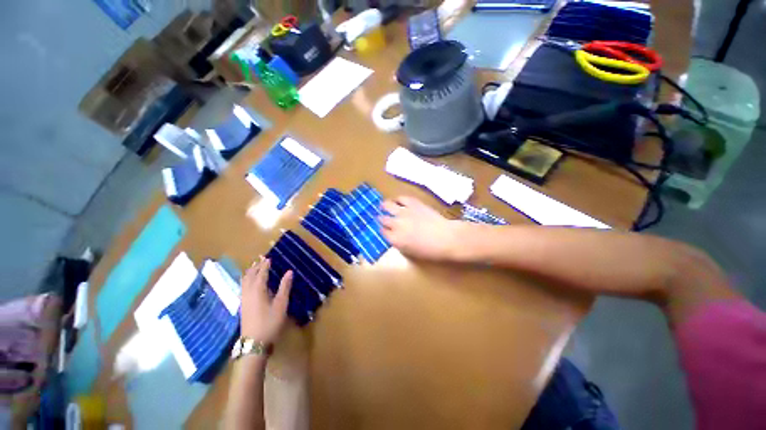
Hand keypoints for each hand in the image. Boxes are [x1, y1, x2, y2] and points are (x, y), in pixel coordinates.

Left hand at [240, 258, 292, 343]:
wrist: (254, 343)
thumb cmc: (270, 322)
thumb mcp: (281, 304)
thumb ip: (284, 287)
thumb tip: (289, 272)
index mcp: (258, 290)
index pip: (261, 273)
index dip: (265, 265)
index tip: (269, 258)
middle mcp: (248, 292)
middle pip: (250, 276)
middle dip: (255, 267)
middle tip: (261, 259)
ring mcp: (243, 300)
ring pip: (244, 282)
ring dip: (249, 273)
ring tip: (254, 267)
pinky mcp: (242, 306)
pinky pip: (242, 287)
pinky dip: (246, 280)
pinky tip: (249, 283)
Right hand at [379, 196, 459, 260]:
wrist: (446, 237)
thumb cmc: (430, 250)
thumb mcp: (411, 252)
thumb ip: (400, 243)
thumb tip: (395, 237)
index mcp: (395, 238)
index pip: (383, 232)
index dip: (383, 230)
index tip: (385, 229)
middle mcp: (396, 224)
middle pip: (383, 219)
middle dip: (382, 219)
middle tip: (383, 218)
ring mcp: (404, 212)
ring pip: (388, 205)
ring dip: (385, 206)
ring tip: (384, 205)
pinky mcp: (413, 203)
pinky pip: (402, 198)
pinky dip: (398, 199)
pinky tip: (398, 201)